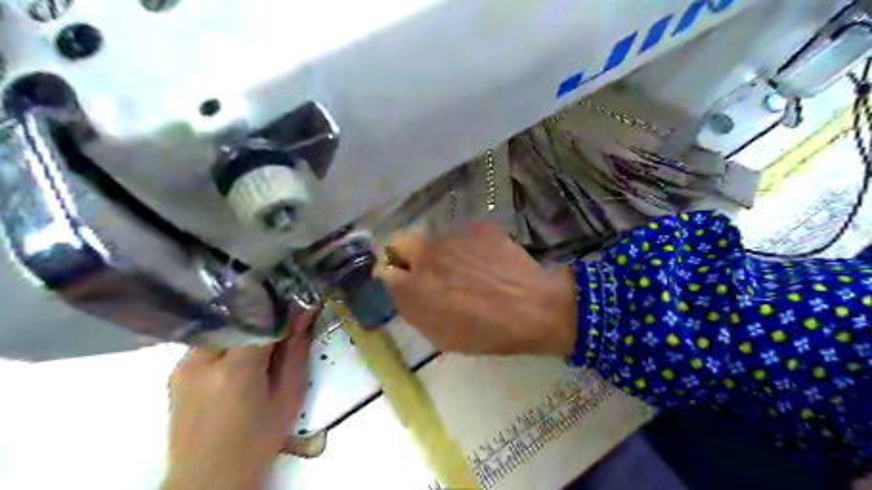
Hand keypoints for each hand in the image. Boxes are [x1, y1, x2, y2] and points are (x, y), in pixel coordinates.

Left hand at [161, 309, 316, 489]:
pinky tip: (237, 361)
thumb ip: (296, 352)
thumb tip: (304, 315)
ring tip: (259, 349)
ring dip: (244, 330)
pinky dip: (227, 343)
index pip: (260, 318)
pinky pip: (208, 343)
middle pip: (238, 319)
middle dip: (263, 319)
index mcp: (236, 369)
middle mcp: (203, 361)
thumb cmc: (257, 440)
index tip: (297, 308)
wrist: (208, 478)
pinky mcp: (175, 373)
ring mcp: (183, 366)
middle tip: (281, 331)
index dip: (281, 310)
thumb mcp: (288, 397)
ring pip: (222, 328)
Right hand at [379, 222, 576, 355]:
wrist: (535, 309)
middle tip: (426, 271)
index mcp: (414, 285)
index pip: (383, 270)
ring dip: (441, 252)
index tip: (401, 282)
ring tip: (467, 271)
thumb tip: (400, 289)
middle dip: (405, 254)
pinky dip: (468, 248)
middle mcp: (428, 254)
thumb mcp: (441, 335)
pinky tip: (487, 263)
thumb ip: (413, 309)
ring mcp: (454, 237)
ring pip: (435, 239)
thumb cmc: (487, 332)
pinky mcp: (479, 228)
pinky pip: (464, 236)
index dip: (392, 276)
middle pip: (400, 241)